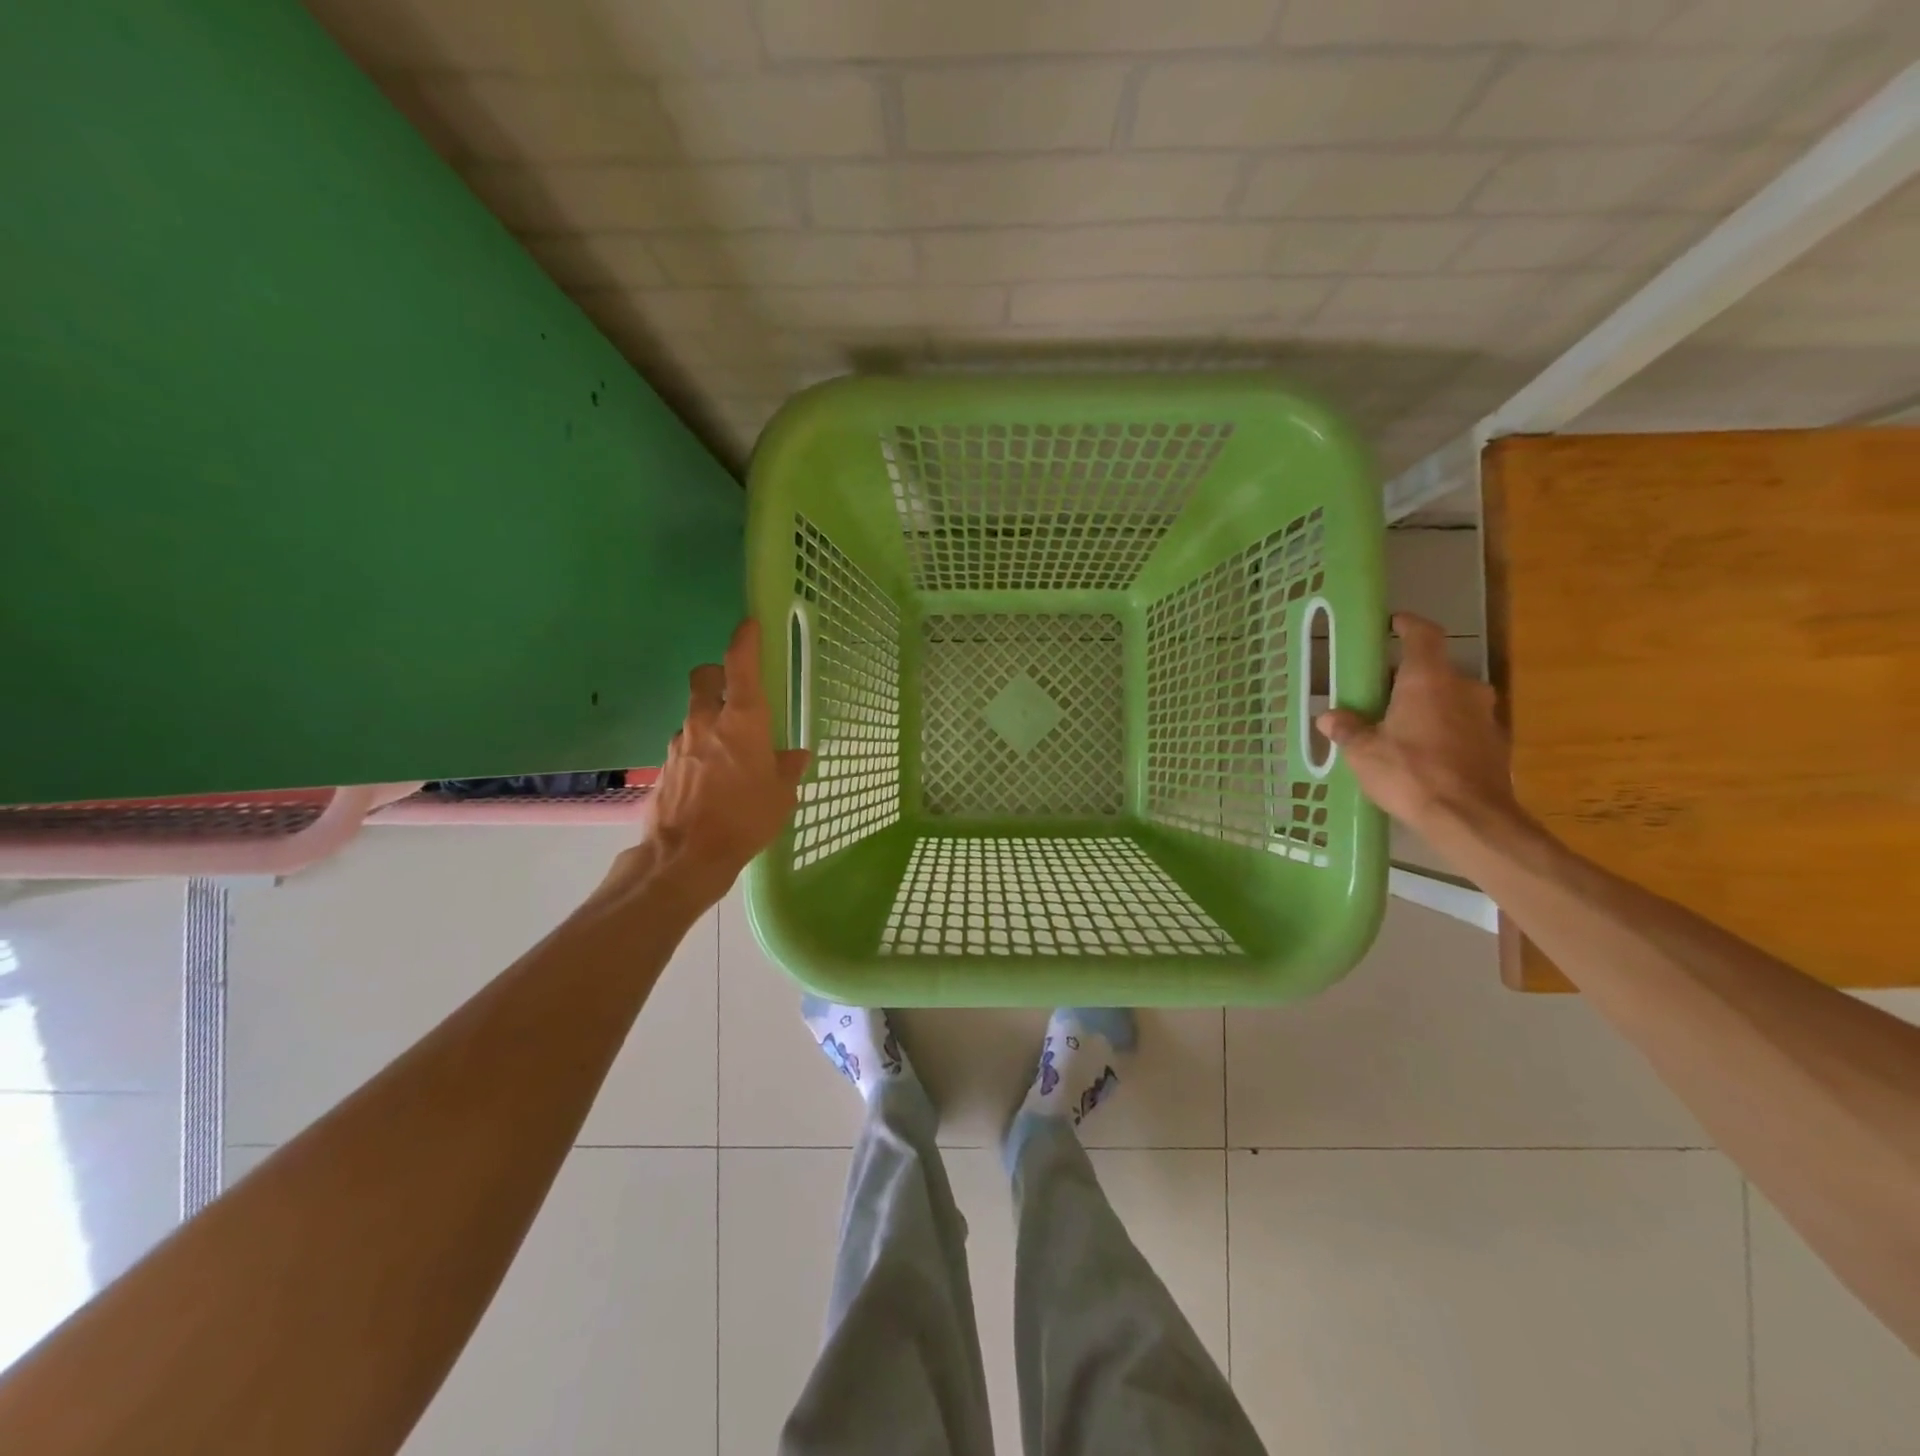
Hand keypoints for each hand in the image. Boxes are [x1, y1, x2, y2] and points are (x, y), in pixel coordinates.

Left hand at [614, 620, 810, 904]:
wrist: (686, 856)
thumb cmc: (744, 819)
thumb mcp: (781, 796)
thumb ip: (787, 768)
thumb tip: (796, 754)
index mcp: (742, 721)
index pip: (740, 665)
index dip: (745, 641)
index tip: (749, 625)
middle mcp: (707, 722)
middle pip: (704, 677)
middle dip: (717, 675)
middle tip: (735, 695)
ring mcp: (680, 743)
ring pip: (693, 713)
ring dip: (709, 719)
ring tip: (729, 751)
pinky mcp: (665, 766)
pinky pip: (685, 745)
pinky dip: (698, 750)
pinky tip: (711, 779)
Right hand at [1316, 613, 1522, 838]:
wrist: (1470, 819)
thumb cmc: (1411, 774)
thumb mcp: (1364, 753)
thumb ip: (1347, 730)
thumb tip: (1328, 717)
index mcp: (1428, 680)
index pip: (1423, 635)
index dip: (1408, 625)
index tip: (1394, 623)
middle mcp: (1463, 688)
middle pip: (1435, 671)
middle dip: (1409, 678)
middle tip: (1381, 693)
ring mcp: (1485, 716)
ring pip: (1451, 699)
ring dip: (1428, 706)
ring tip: (1400, 727)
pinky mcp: (1495, 744)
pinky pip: (1462, 725)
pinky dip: (1443, 730)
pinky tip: (1423, 754)